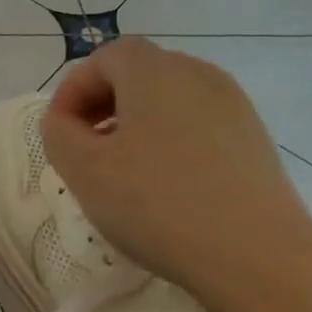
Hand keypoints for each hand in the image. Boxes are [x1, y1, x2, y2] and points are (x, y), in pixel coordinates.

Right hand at [41, 37, 311, 297]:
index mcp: (155, 73)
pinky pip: (195, 123)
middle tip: (81, 149)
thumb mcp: (83, 170)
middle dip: (101, 103)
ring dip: (132, 123)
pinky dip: (166, 140)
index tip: (57, 132)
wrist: (254, 254)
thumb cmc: (155, 204)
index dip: (72, 89)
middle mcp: (199, 75)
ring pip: (168, 99)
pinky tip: (160, 185)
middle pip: (139, 72)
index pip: (105, 57)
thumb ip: (58, 134)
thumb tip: (64, 121)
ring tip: (118, 170)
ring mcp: (233, 106)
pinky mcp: (252, 139)